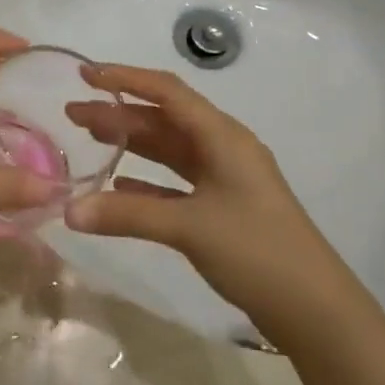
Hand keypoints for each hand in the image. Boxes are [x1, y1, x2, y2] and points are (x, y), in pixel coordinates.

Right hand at [65, 63, 350, 326]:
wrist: (316, 310)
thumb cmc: (257, 251)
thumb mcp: (189, 227)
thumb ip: (127, 215)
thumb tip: (68, 210)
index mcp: (223, 137)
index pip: (167, 92)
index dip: (125, 78)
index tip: (85, 73)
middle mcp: (223, 149)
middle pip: (163, 120)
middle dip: (119, 113)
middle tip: (73, 113)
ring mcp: (224, 180)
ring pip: (168, 151)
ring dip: (130, 143)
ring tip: (88, 139)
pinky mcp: (222, 209)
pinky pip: (175, 184)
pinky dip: (145, 182)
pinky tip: (117, 187)